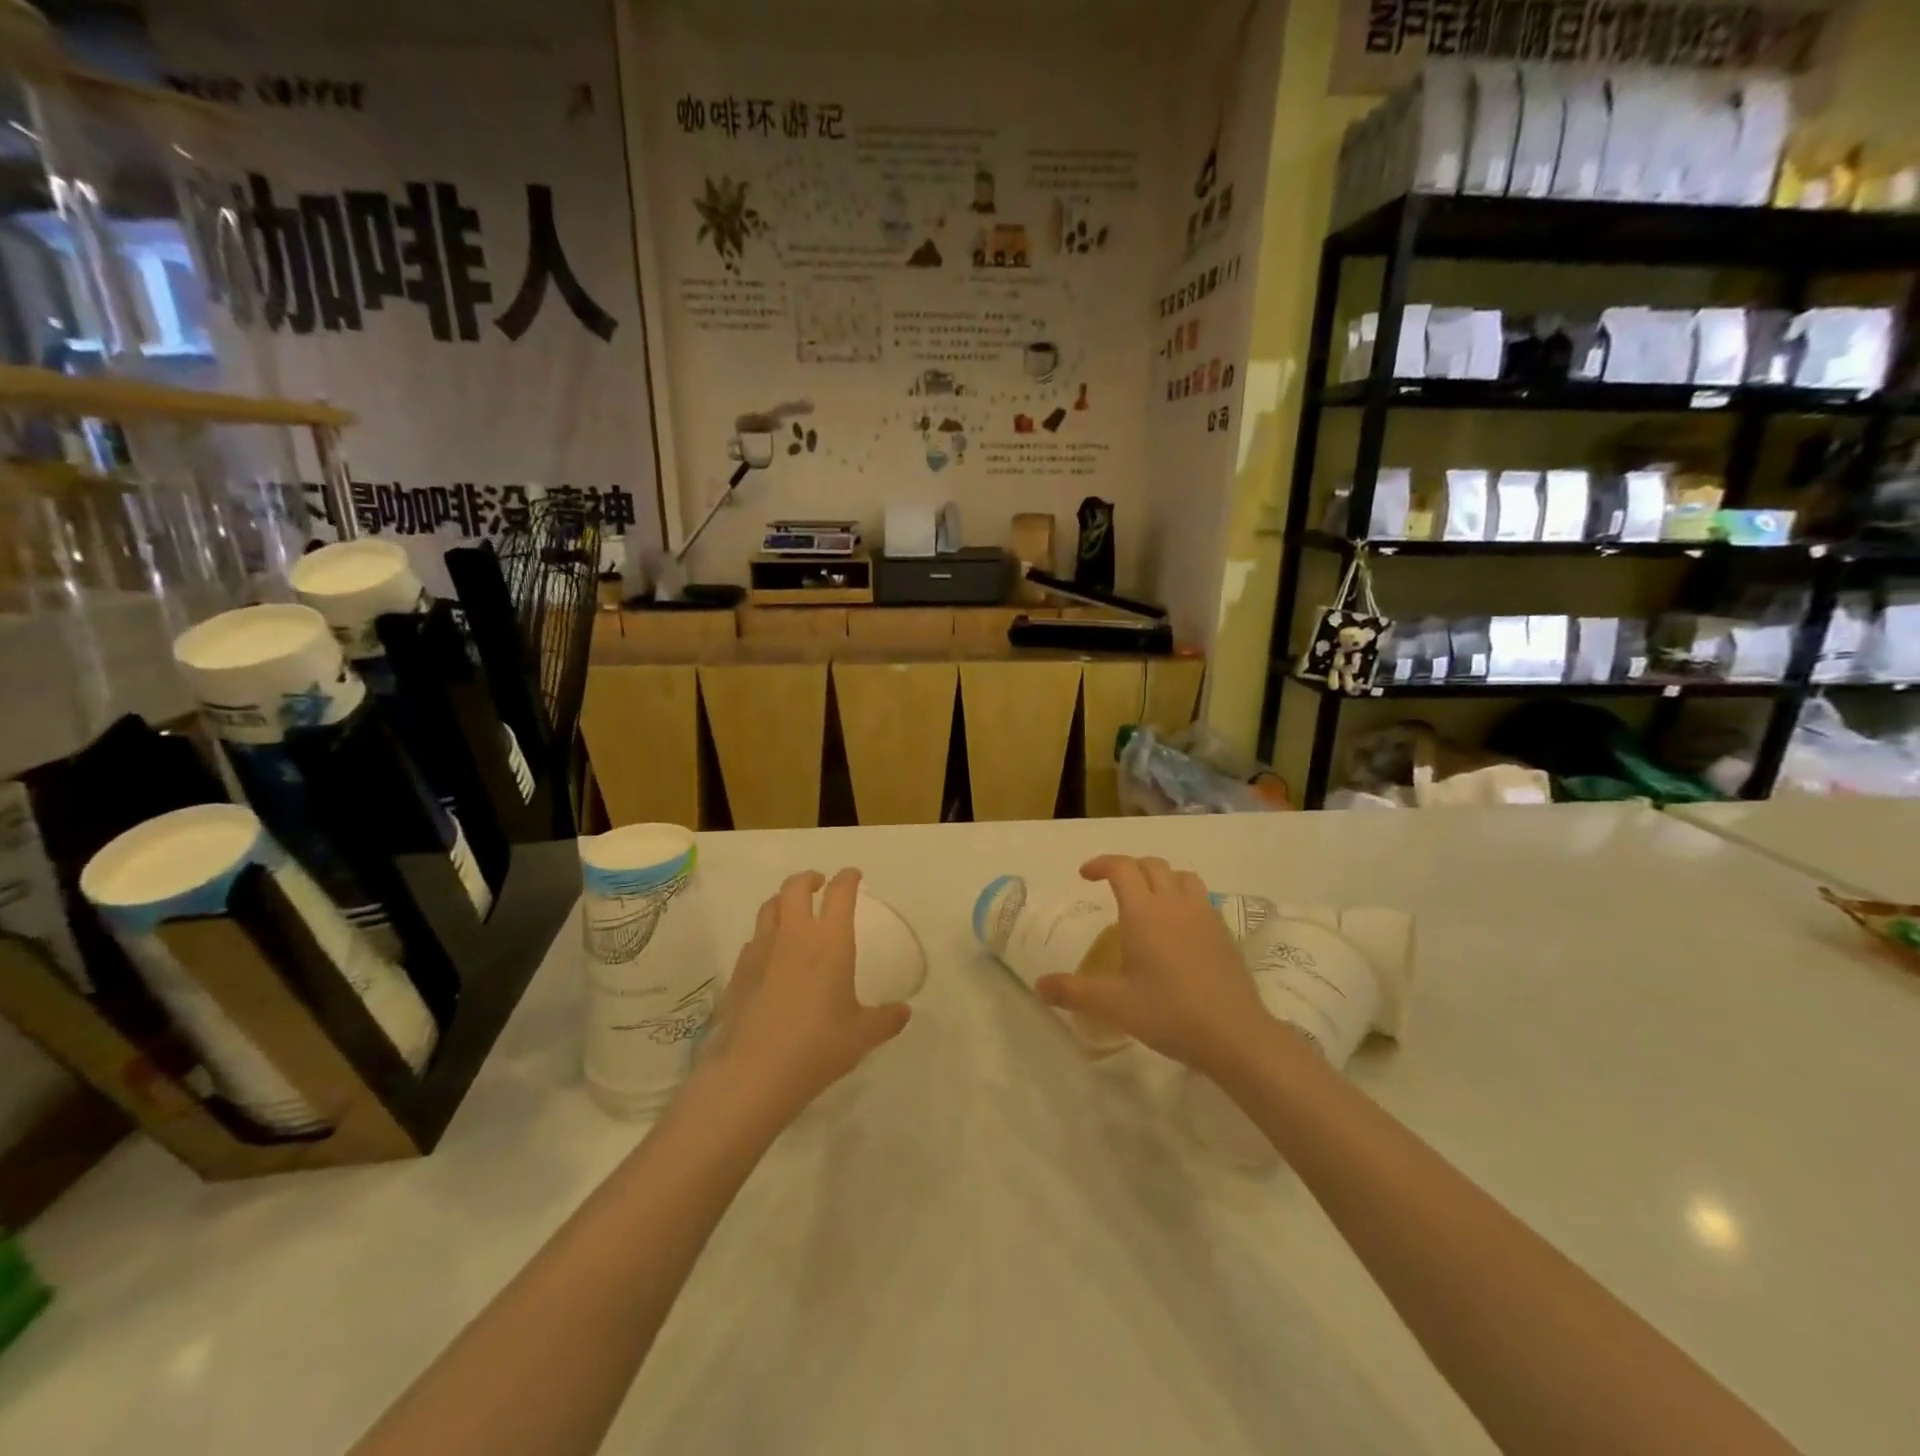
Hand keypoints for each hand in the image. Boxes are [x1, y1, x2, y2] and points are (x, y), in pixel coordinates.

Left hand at [702, 869, 910, 1123]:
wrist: (754, 1072)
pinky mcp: (739, 971)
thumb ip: (886, 1019)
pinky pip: (753, 939)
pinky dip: (766, 935)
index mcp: (830, 941)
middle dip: (809, 878)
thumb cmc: (817, 1046)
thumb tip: (904, 1012)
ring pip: (769, 907)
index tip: (853, 876)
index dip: (848, 878)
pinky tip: (771, 955)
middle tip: (819, 884)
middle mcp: (794, 935)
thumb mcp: (862, 1036)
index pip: (840, 893)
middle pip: (795, 887)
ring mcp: (761, 951)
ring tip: (793, 913)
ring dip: (783, 902)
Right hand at [1035, 856, 1270, 1077]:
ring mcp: (1204, 916)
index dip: (1101, 864)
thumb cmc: (1168, 1012)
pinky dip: (1183, 898)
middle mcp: (1174, 904)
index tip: (1085, 875)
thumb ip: (1073, 992)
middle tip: (1112, 886)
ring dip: (1161, 878)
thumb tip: (1039, 986)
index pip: (1122, 868)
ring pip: (1181, 877)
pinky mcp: (1224, 933)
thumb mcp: (1113, 1005)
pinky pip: (1201, 899)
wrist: (1234, 1034)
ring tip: (1148, 900)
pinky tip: (1178, 928)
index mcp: (1144, 912)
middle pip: (1152, 865)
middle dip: (1129, 868)